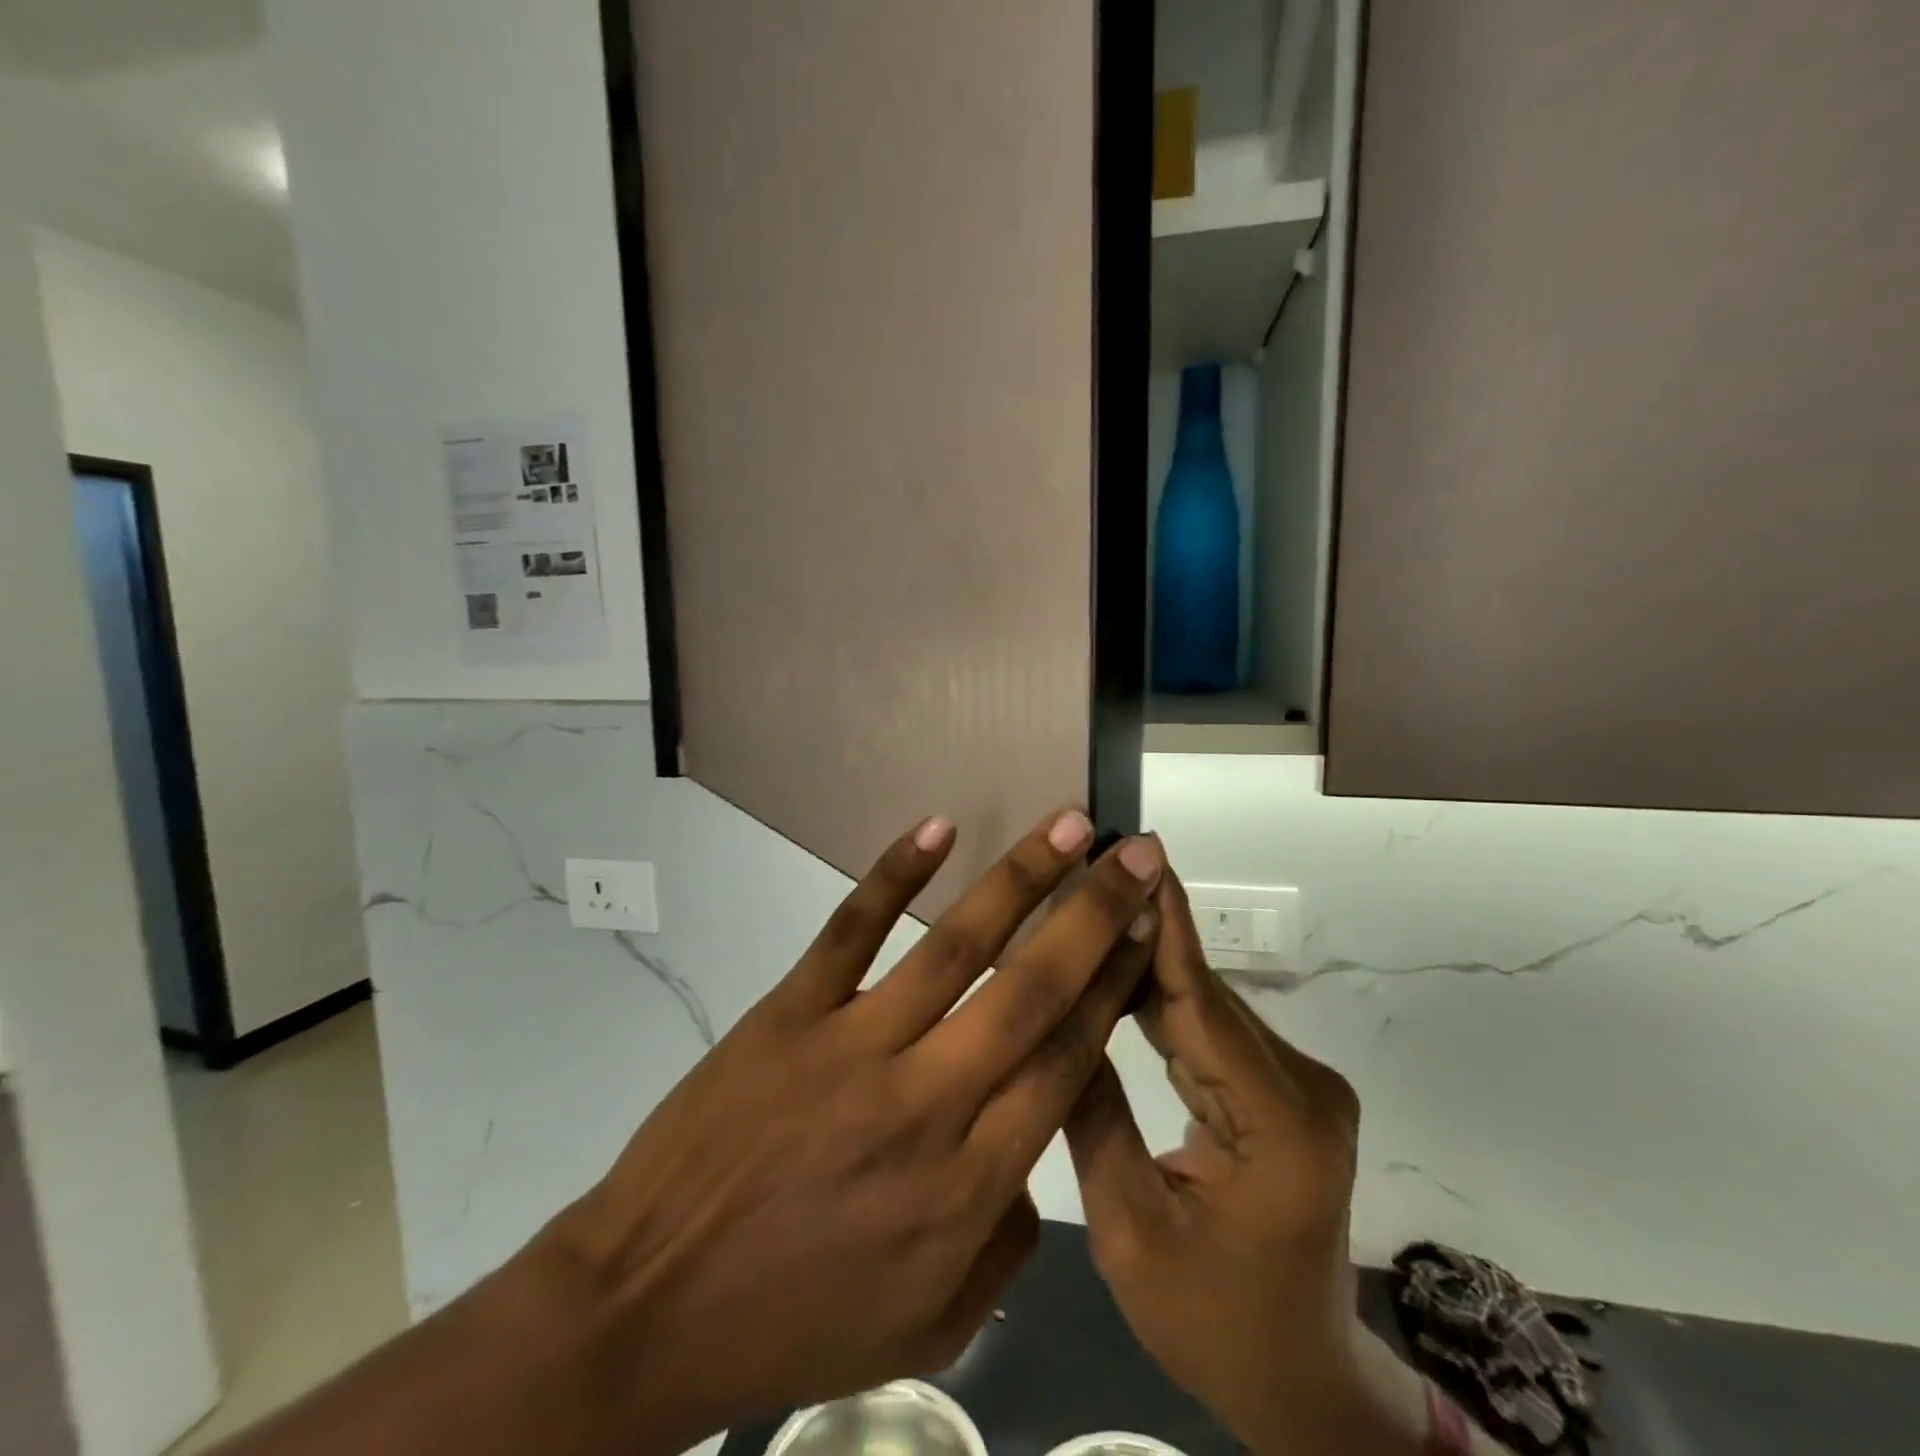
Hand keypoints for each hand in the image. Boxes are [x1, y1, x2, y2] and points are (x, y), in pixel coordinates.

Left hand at [553, 811, 1164, 1452]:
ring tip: (1067, 825)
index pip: (1064, 1060)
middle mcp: (923, 1104)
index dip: (1113, 984)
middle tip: (1136, 853)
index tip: (1147, 928)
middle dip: (1094, 914)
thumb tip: (1037, 1139)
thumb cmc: (796, 1321)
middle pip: (1029, 991)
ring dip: (1019, 878)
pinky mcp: (788, 1014)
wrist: (649, 1308)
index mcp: (967, 1185)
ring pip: (952, 947)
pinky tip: (936, 829)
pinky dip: (893, 874)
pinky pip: (849, 931)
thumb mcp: (930, 1323)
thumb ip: (1007, 1239)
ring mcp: (850, 1048)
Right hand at [1064, 871, 1410, 1455]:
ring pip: (1205, 1006)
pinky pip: (1210, 1032)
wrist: (1299, 1379)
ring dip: (1146, 961)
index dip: (1161, 926)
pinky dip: (1160, 1002)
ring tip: (1089, 906)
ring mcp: (1299, 1087)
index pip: (1201, 1004)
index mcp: (1279, 1128)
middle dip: (1142, 932)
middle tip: (1084, 873)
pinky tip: (1114, 971)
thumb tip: (1047, 1016)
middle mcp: (1304, 1090)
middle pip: (1204, 995)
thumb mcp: (1130, 1231)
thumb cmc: (1213, 1322)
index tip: (1133, 855)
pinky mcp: (1282, 1091)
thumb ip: (1092, 1115)